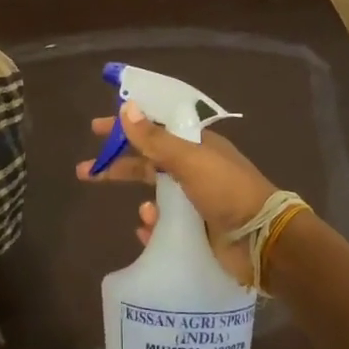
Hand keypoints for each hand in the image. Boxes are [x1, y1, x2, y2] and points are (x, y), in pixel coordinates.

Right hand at [75, 104, 275, 286]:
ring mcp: (196, 201)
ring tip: (143, 214)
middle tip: (85, 171)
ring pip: (156, 196)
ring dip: (144, 203)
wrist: (262, 240)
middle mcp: (195, 170)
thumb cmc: (227, 192)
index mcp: (197, 146)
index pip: (154, 128)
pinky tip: (149, 232)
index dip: (125, 127)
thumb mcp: (189, 160)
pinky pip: (164, 226)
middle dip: (119, 166)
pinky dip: (153, 228)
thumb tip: (126, 107)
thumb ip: (155, 138)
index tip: (96, 129)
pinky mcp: (196, 229)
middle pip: (148, 162)